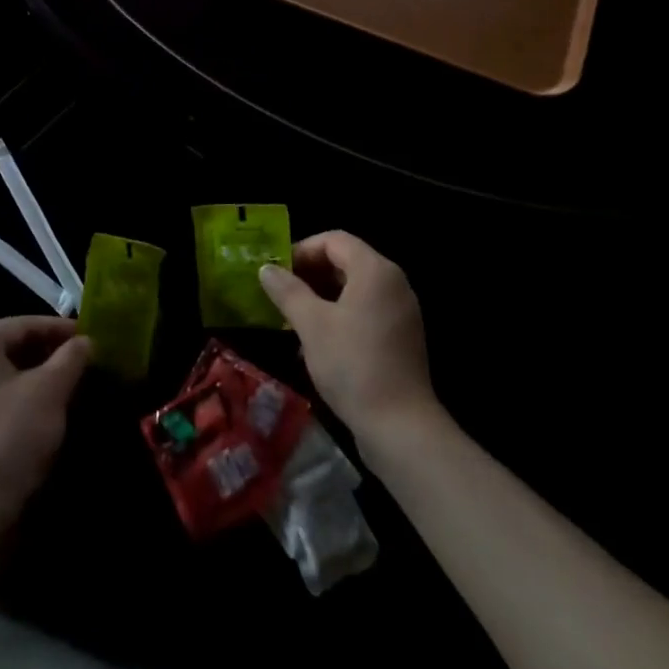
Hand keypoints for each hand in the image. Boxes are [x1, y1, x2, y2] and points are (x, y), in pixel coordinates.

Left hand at [0, 317, 91, 531]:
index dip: (58, 328)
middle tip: (82, 362)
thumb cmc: (10, 437)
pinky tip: (46, 418)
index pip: (21, 325)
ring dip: (37, 381)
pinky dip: (21, 404)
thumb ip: (71, 358)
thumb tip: (86, 342)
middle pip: (10, 351)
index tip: (89, 337)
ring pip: (4, 380)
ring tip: (70, 388)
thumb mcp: (50, 390)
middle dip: (49, 355)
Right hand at [259, 232, 439, 443]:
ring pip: (355, 289)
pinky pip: (366, 311)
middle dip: (310, 274)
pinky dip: (340, 316)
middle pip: (346, 261)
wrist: (401, 428)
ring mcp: (401, 311)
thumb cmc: (353, 365)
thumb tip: (266, 268)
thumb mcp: (311, 324)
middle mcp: (393, 283)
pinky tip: (318, 343)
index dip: (302, 249)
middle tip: (281, 293)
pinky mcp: (402, 338)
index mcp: (375, 270)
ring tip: (293, 319)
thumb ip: (287, 291)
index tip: (277, 271)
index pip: (334, 240)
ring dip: (322, 297)